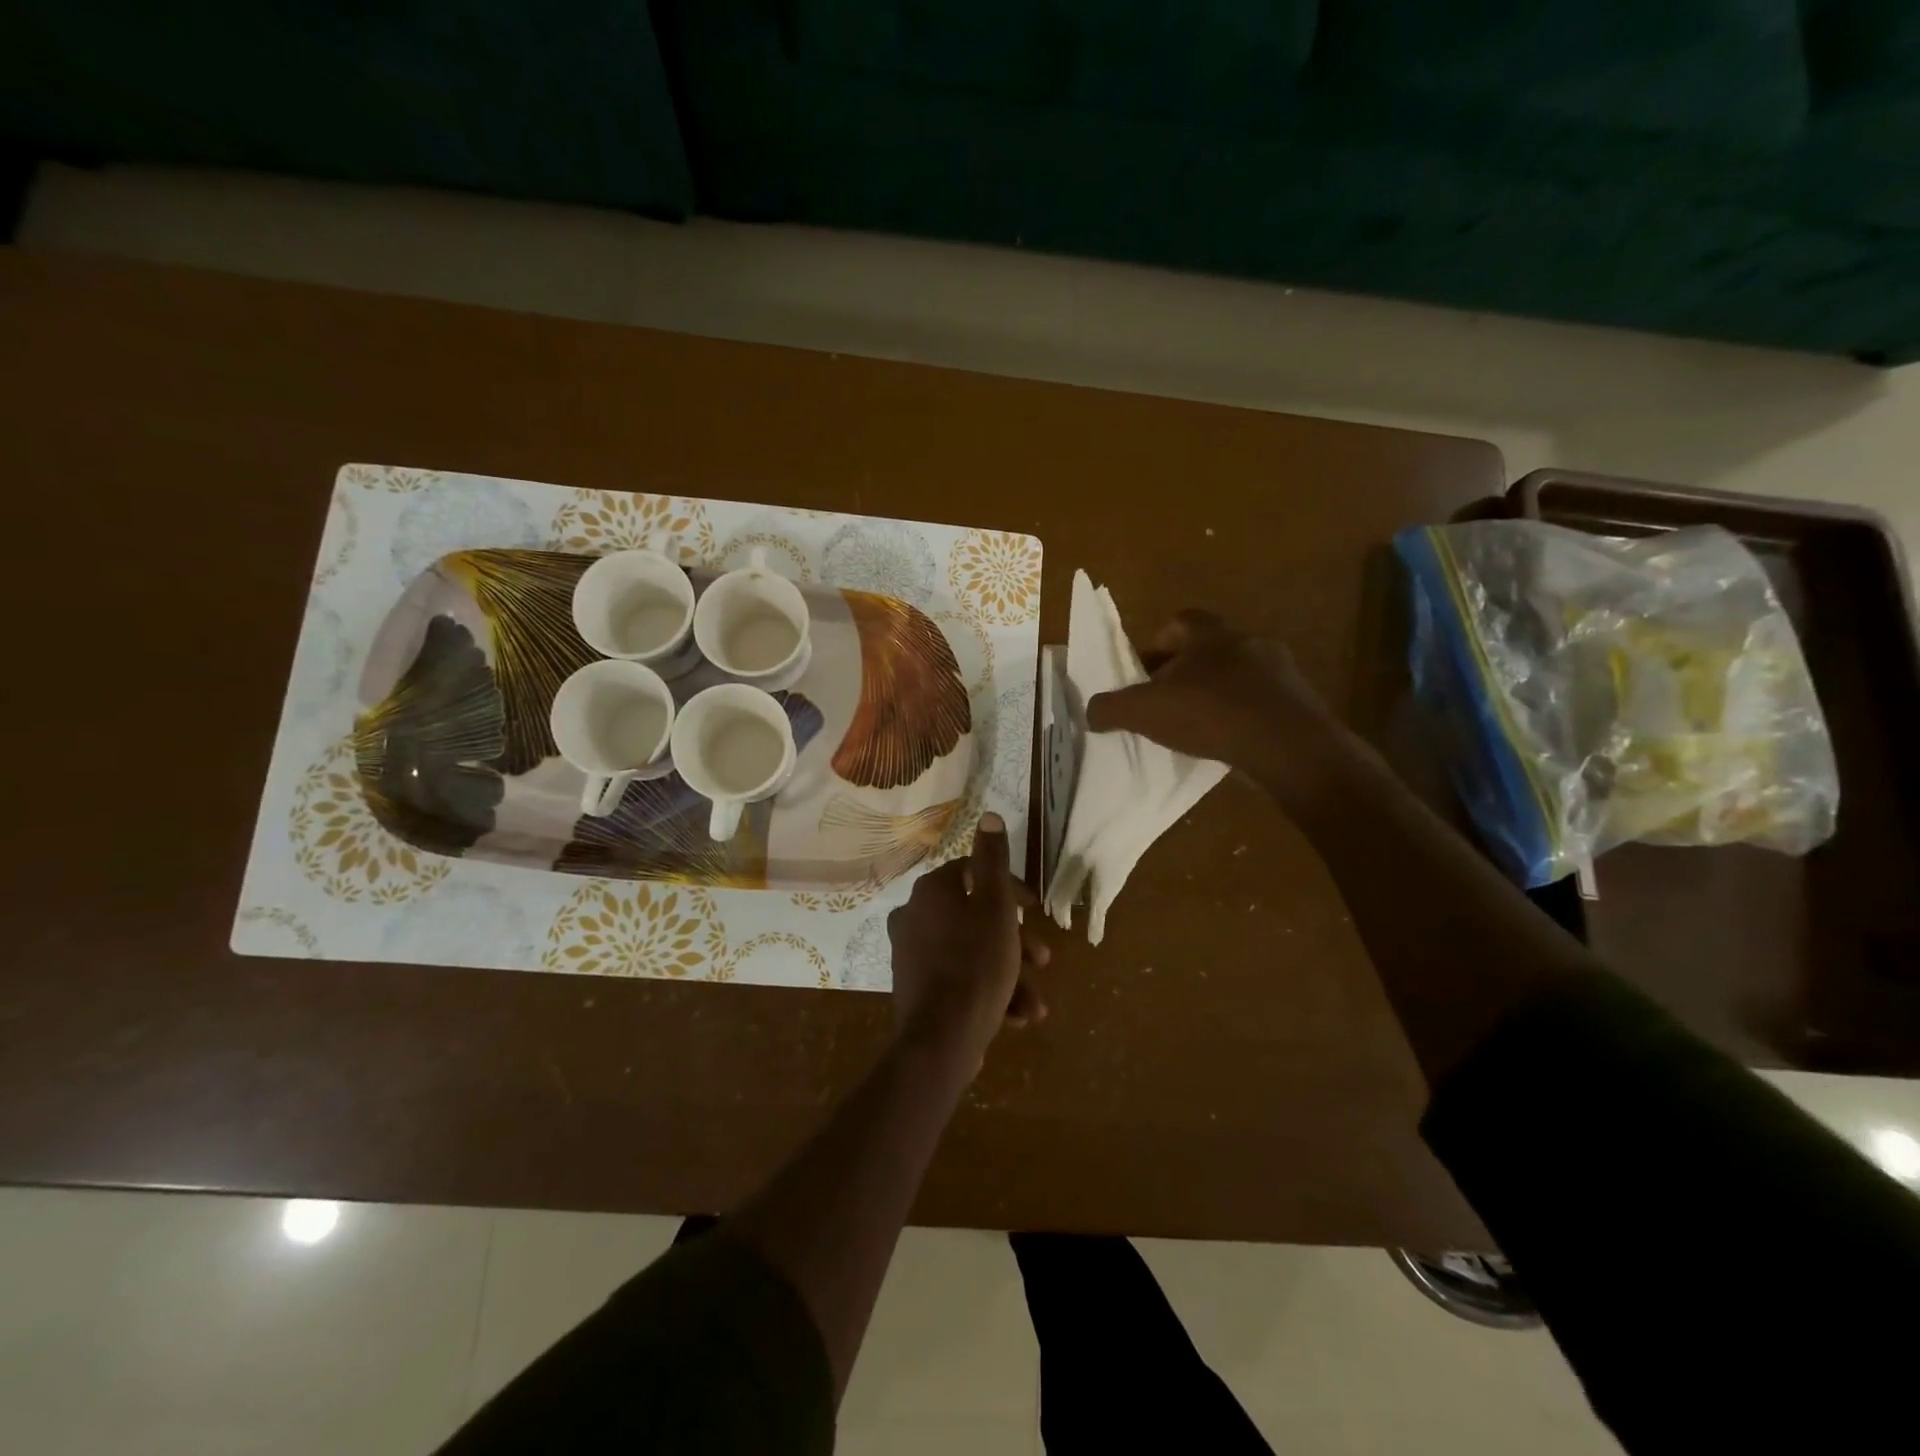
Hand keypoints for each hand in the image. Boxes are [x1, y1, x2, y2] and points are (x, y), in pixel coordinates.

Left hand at [888, 813, 1048, 1072]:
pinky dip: (988, 991)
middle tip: (1043, 960)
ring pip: (973, 953)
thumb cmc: (977, 963)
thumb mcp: (996, 906)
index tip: (1036, 911)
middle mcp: (914, 915)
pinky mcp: (916, 987)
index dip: (1012, 890)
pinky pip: (959, 979)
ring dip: (1009, 974)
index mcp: (932, 890)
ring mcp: (911, 953)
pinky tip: (1015, 1016)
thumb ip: (994, 860)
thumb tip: (988, 815)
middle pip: (976, 917)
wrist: (941, 1040)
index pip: (976, 873)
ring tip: (1034, 1004)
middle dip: (1016, 941)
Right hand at [1085, 609, 1342, 792]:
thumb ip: (1112, 708)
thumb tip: (1091, 711)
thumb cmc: (1210, 713)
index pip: (1178, 622)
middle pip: (1207, 649)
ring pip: (1236, 676)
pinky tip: (1228, 742)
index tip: (1143, 673)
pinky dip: (1240, 716)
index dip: (1156, 645)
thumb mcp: (1145, 712)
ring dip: (1214, 694)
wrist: (1288, 745)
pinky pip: (1259, 702)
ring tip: (1195, 727)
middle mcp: (1248, 641)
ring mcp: (1279, 671)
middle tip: (1164, 702)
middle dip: (1183, 672)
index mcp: (1210, 633)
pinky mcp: (1298, 701)